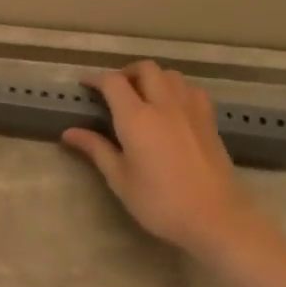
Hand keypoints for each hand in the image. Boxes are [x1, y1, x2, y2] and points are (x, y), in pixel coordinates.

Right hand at [62, 62, 263, 257]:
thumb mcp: (120, 179)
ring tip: (142, 96)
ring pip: (171, 75)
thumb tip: (69, 132)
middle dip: (126, 73)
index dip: (96, 79)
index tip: (85, 86)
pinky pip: (191, 89)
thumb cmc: (159, 202)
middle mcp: (164, 105)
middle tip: (113, 91)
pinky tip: (171, 107)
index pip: (113, 82)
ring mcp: (191, 110)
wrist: (215, 217)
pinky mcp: (209, 121)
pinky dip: (176, 89)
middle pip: (146, 69)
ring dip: (153, 78)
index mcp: (137, 118)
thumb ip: (96, 149)